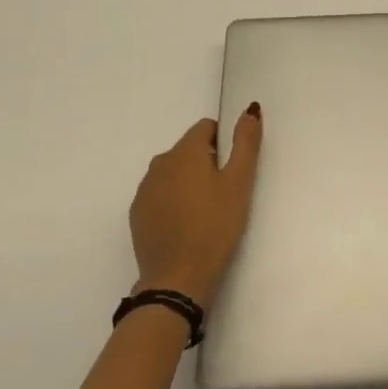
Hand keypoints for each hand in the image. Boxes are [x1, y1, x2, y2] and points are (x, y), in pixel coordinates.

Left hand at [129, 106, 262, 308]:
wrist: (177, 279)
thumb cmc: (215, 227)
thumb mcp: (239, 183)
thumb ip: (245, 142)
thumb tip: (250, 109)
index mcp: (185, 152)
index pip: (206, 128)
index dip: (223, 144)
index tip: (232, 171)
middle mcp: (159, 163)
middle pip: (189, 149)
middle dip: (206, 163)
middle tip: (223, 195)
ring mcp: (144, 189)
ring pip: (173, 172)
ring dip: (189, 181)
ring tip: (205, 212)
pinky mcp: (137, 213)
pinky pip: (160, 194)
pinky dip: (173, 201)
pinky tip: (185, 225)